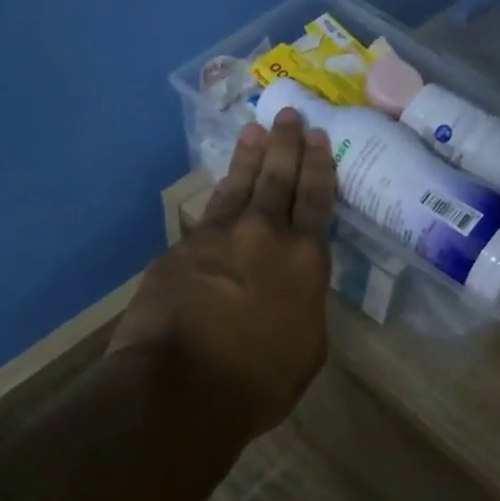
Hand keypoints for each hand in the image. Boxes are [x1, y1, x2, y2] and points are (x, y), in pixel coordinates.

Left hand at [108, 109, 335, 442]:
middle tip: (289, 115)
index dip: (318, 167)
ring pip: (239, 186)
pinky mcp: (181, 248)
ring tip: (254, 130)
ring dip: (249, 157)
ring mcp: (218, 237)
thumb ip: (304, 304)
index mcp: (305, 260)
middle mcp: (265, 235)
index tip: (318, 137)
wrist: (181, 386)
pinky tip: (221, 186)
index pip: (317, 201)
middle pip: (278, 179)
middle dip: (286, 145)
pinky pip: (207, 214)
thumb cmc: (258, 381)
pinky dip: (218, 195)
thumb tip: (293, 288)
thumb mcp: (306, 348)